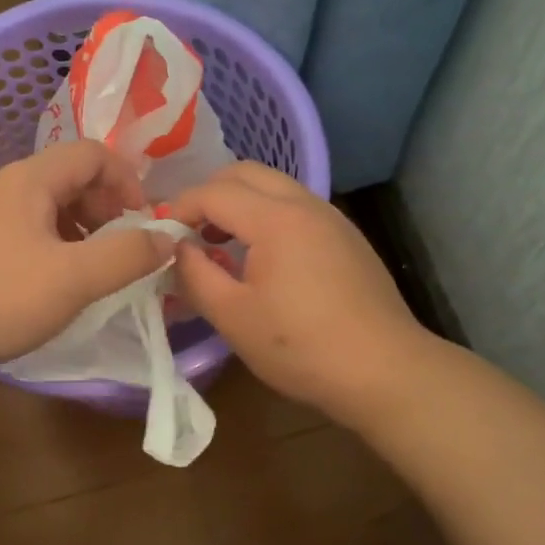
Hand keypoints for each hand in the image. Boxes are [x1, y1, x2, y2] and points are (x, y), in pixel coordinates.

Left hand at [0, 140, 174, 369]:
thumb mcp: (73, 279)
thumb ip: (126, 256)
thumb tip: (167, 237)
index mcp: (30, 179)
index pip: (93, 153)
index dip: (127, 181)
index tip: (142, 222)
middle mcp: (3, 182)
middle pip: (69, 176)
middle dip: (104, 207)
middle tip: (119, 248)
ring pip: (45, 203)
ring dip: (78, 227)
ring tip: (89, 267)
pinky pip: (21, 224)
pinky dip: (49, 240)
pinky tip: (48, 278)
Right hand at [167, 162, 427, 425]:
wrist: (383, 370)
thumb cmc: (300, 347)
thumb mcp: (232, 316)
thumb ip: (194, 274)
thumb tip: (176, 248)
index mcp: (275, 218)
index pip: (214, 191)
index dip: (180, 207)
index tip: (161, 236)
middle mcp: (305, 204)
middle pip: (246, 173)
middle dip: (210, 193)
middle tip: (189, 231)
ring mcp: (332, 218)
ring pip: (275, 187)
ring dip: (240, 204)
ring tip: (221, 246)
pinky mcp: (347, 238)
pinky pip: (296, 209)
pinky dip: (267, 217)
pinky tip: (262, 261)